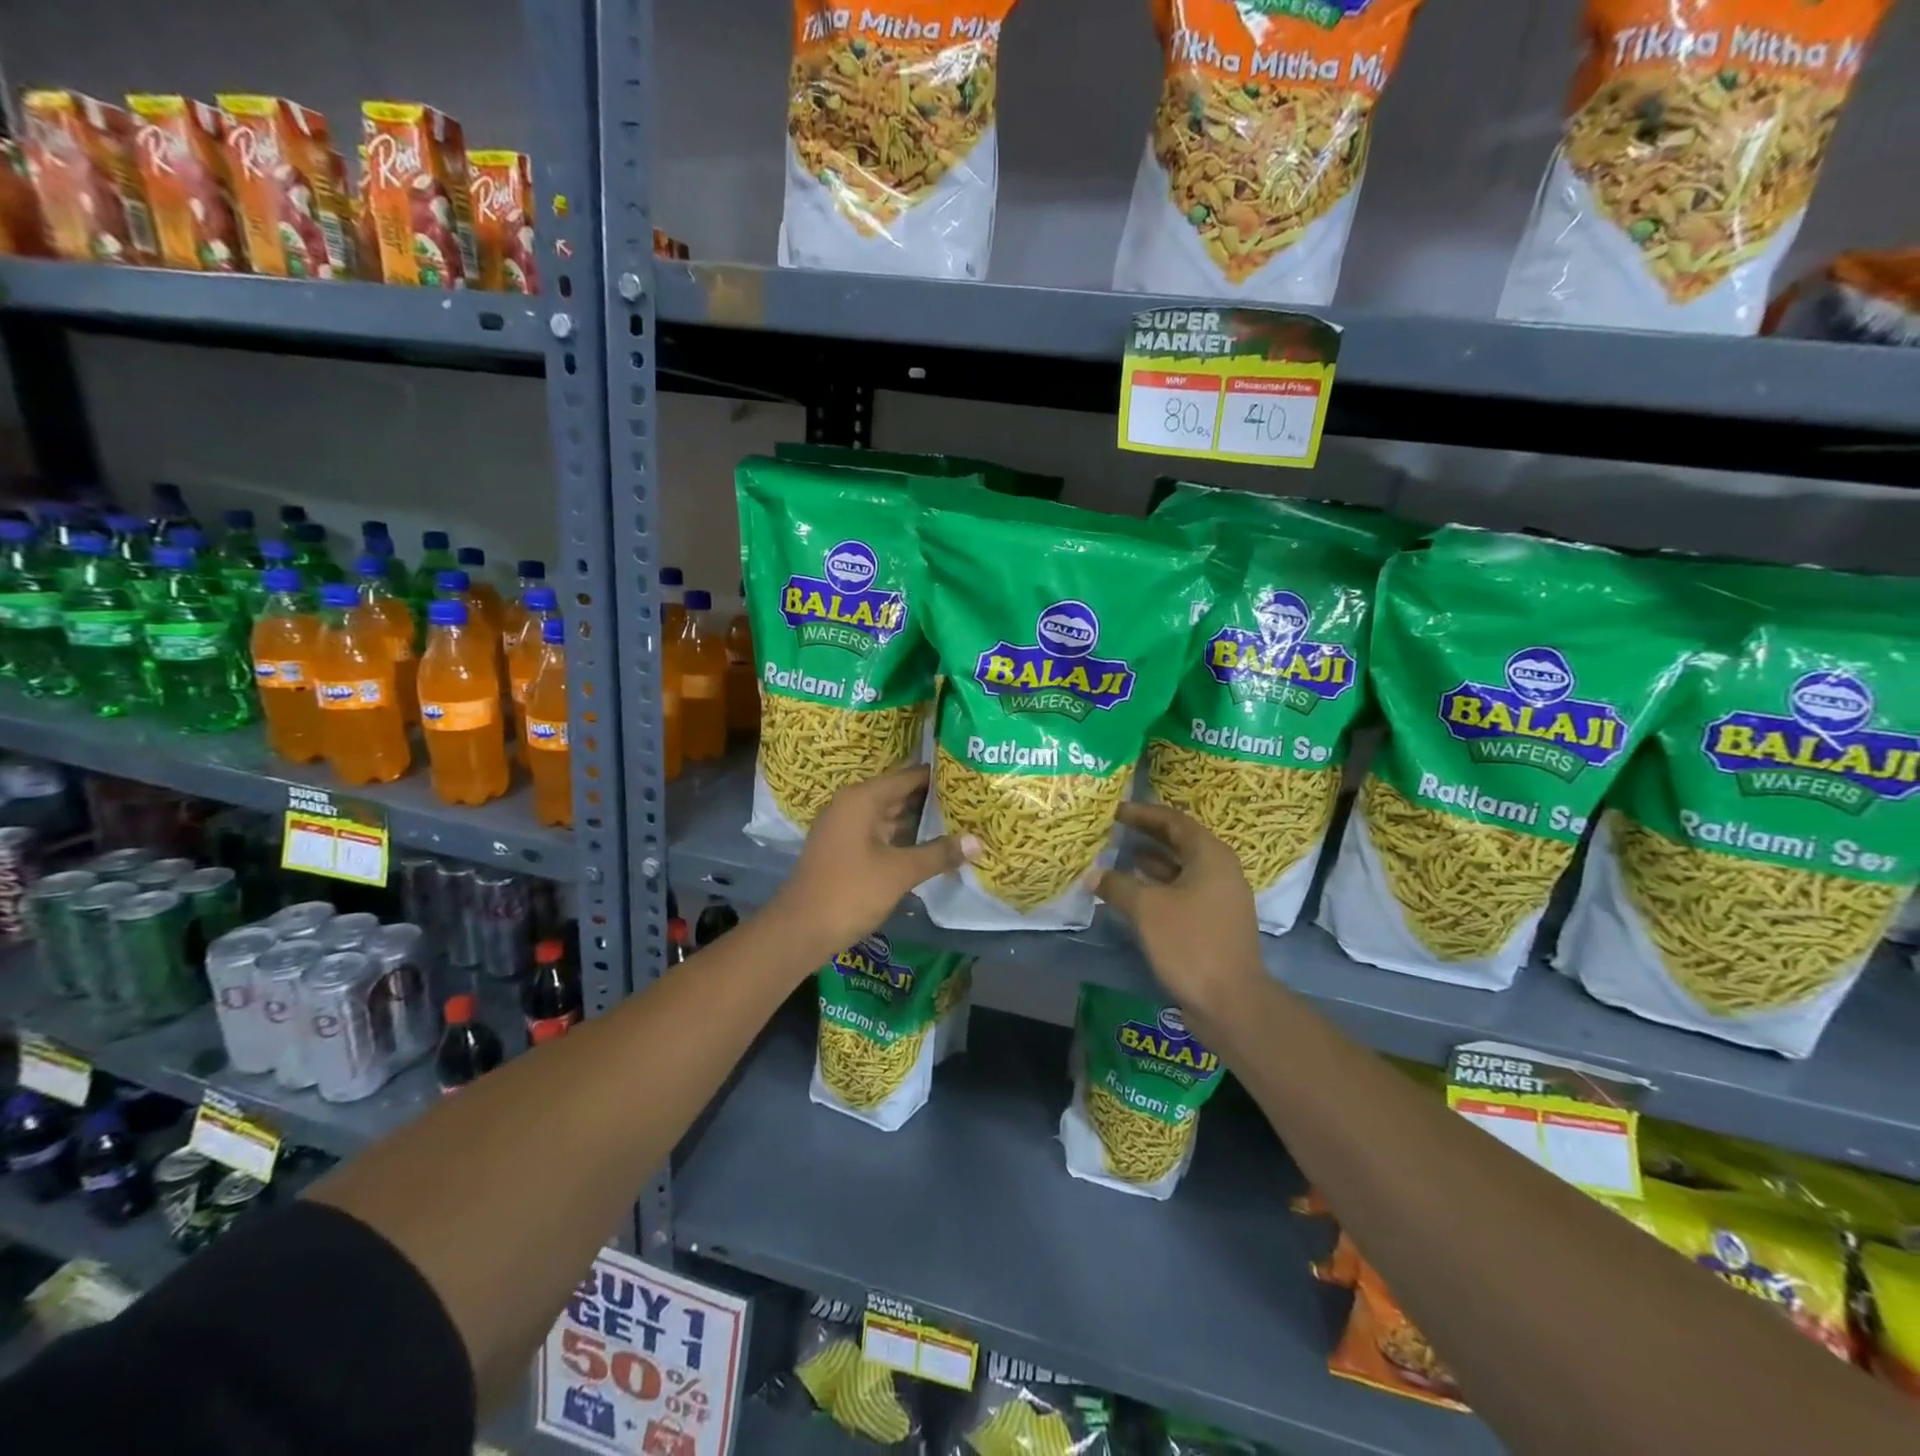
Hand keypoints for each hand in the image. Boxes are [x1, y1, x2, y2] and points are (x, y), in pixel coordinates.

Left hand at [769, 765, 977, 959]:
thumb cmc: (850, 892)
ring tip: (961, 820)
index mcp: (862, 799)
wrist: (800, 930)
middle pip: (900, 794)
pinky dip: (905, 837)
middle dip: (934, 800)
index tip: (972, 778)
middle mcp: (852, 805)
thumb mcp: (900, 872)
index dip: (940, 777)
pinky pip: (881, 834)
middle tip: (973, 801)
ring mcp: (846, 828)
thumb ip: (939, 854)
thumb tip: (978, 841)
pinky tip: (932, 846)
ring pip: (891, 816)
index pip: (909, 776)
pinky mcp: (845, 849)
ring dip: (921, 820)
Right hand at [1097, 802, 1264, 1022]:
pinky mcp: (1214, 923)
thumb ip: (1117, 884)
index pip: (1174, 821)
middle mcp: (1221, 871)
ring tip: (1120, 857)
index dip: (1143, 814)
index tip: (1116, 810)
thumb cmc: (1190, 942)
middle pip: (1180, 842)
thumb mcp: (1146, 908)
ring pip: (1181, 869)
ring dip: (1152, 862)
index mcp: (1211, 856)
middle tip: (1116, 829)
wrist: (1230, 1001)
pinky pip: (1183, 892)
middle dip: (1148, 835)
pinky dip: (1159, 887)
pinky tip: (1135, 893)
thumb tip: (1093, 874)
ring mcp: (1220, 899)